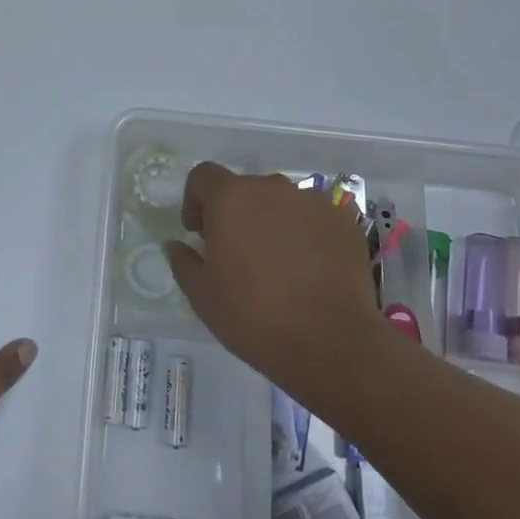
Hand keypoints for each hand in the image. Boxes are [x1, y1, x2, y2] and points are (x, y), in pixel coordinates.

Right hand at [165, 163, 388, 409]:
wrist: (332, 342)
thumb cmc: (255, 317)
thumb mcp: (203, 296)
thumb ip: (184, 262)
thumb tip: (176, 245)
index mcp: (231, 198)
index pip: (203, 176)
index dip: (195, 200)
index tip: (198, 233)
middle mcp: (272, 188)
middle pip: (244, 189)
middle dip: (235, 213)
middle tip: (236, 253)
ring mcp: (312, 202)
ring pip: (281, 203)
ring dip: (271, 221)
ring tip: (276, 263)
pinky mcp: (344, 222)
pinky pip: (313, 218)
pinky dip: (305, 234)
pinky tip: (309, 269)